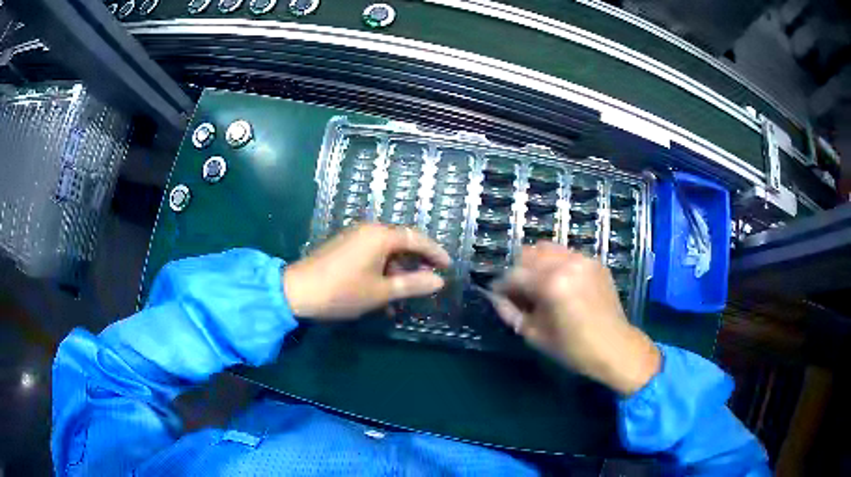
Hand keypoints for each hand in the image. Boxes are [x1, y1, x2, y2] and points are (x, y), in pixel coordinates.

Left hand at [283, 223, 450, 319]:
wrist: (297, 291)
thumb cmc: (343, 291)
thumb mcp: (381, 291)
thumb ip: (412, 285)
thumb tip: (438, 281)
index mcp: (380, 235)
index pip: (416, 239)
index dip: (435, 252)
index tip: (448, 266)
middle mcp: (369, 230)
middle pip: (401, 243)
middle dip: (416, 263)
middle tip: (430, 280)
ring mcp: (354, 238)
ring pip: (386, 252)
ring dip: (398, 272)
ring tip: (406, 295)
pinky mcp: (343, 247)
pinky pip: (371, 256)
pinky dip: (382, 272)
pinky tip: (384, 296)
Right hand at [491, 242, 659, 395]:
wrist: (615, 348)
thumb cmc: (573, 349)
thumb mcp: (535, 335)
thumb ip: (510, 312)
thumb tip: (495, 298)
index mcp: (551, 284)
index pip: (514, 274)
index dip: (501, 285)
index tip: (497, 295)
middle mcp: (567, 263)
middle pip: (529, 254)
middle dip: (518, 271)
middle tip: (518, 291)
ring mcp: (583, 259)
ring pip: (547, 249)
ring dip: (536, 263)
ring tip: (538, 284)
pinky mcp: (595, 262)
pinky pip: (567, 254)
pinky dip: (556, 264)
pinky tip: (559, 283)